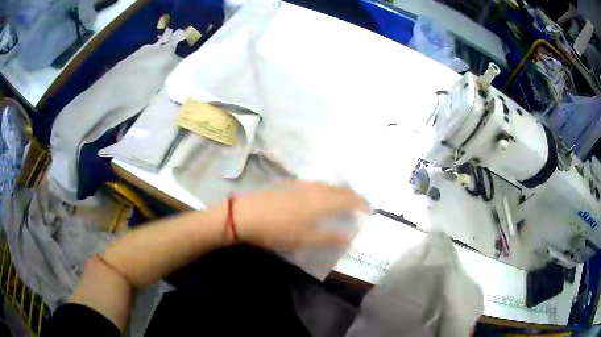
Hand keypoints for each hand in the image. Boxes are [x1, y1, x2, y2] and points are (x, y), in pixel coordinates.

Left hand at [228, 181, 367, 250]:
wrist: (246, 214)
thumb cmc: (278, 229)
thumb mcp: (306, 239)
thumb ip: (330, 237)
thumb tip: (349, 236)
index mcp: (323, 200)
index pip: (350, 198)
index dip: (362, 203)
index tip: (369, 210)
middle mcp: (315, 188)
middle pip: (340, 189)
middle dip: (352, 197)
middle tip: (359, 206)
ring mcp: (301, 184)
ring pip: (327, 186)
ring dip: (338, 193)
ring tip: (342, 202)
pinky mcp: (289, 184)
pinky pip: (315, 185)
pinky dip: (324, 191)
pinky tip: (319, 198)